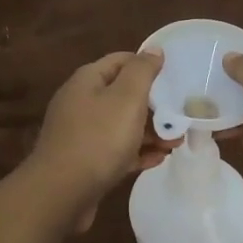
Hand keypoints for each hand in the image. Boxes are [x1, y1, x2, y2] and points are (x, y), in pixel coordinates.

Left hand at [26, 50, 170, 229]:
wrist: (61, 193)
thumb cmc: (98, 139)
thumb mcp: (126, 98)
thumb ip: (142, 71)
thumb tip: (154, 49)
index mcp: (88, 80)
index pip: (122, 60)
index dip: (148, 66)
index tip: (175, 78)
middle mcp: (81, 101)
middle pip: (122, 95)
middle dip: (154, 105)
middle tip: (181, 118)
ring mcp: (81, 133)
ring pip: (121, 125)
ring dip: (149, 131)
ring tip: (176, 142)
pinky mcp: (84, 161)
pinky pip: (115, 150)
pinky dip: (136, 152)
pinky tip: (158, 159)